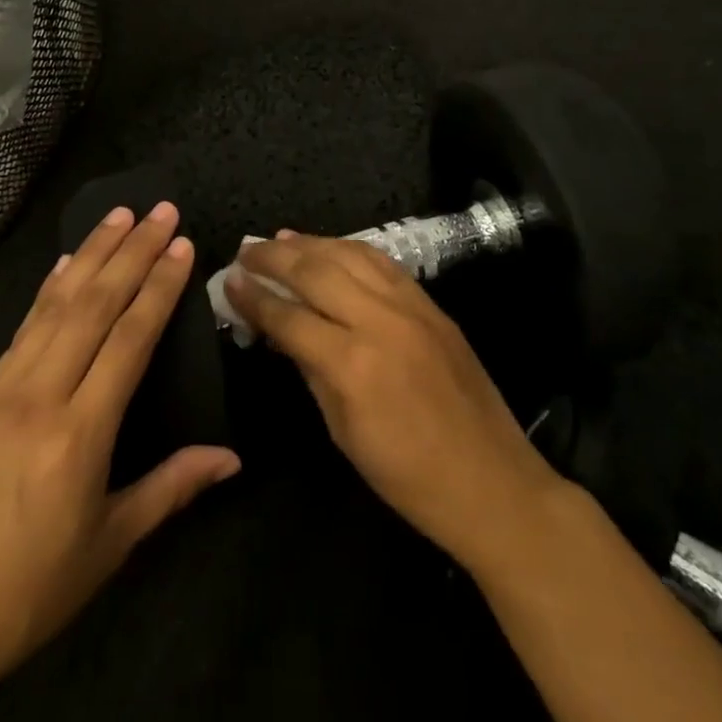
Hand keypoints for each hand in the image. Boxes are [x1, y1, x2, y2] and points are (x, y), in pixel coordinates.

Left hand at [0, 204, 240, 721]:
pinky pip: (21, 328)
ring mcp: (0, 389)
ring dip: (90, 254)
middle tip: (160, 210)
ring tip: (118, 215)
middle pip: (93, 305)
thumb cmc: (26, 594)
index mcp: (79, 434)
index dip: (159, 287)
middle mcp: (39, 395)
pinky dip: (48, 290)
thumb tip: (231, 457)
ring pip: (54, 305)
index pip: (129, 339)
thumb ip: (171, 488)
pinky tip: (64, 267)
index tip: (181, 245)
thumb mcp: (107, 547)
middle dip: (131, 252)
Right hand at [226, 233, 564, 574]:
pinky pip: (382, 263)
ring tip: (280, 239)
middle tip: (246, 250)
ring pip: (350, 255)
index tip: (229, 281)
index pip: (289, 317)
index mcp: (351, 364)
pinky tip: (331, 247)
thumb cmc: (407, 476)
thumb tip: (280, 331)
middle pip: (315, 271)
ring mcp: (410, 306)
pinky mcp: (431, 304)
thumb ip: (310, 371)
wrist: (492, 482)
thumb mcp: (343, 432)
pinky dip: (350, 249)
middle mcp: (379, 321)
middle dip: (274, 257)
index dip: (254, 298)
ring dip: (310, 243)